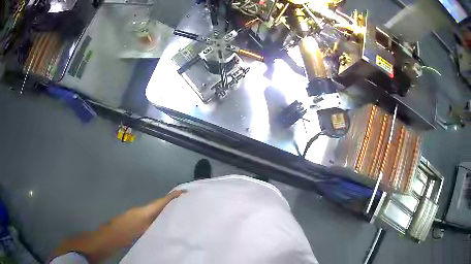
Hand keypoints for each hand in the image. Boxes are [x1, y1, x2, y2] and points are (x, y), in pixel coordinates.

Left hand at [50, 190, 185, 262]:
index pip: (162, 202)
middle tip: (191, 207)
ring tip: (184, 217)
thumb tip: (157, 221)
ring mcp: (136, 219)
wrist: (101, 240)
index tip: (189, 193)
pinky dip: (160, 221)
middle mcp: (140, 213)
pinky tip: (167, 228)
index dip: (174, 197)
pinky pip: (151, 220)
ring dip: (168, 213)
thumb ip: (147, 221)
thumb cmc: (116, 235)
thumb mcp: (133, 231)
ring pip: (156, 213)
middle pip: (160, 206)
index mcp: (141, 213)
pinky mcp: (134, 225)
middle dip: (175, 204)